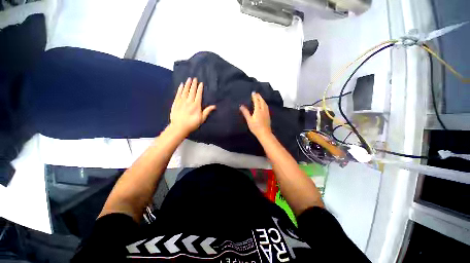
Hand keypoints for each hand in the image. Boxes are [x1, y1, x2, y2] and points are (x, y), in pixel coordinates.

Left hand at [170, 77, 215, 136]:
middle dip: (194, 84)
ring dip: (187, 84)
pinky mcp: (175, 103)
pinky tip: (181, 85)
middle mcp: (189, 101)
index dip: (200, 88)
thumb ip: (207, 111)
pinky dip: (180, 89)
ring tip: (189, 79)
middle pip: (192, 91)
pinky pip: (178, 94)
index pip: (198, 95)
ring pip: (185, 91)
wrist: (179, 127)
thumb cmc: (192, 124)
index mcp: (196, 105)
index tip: (201, 83)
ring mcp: (181, 101)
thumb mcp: (202, 119)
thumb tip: (214, 106)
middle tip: (195, 78)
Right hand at [240, 92, 271, 138]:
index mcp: (258, 110)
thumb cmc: (255, 127)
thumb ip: (245, 112)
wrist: (264, 133)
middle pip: (262, 101)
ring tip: (260, 97)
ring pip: (265, 103)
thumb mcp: (249, 120)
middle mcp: (263, 110)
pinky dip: (264, 103)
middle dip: (259, 96)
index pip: (256, 101)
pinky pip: (266, 106)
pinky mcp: (268, 115)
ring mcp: (266, 112)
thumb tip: (241, 106)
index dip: (255, 96)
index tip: (253, 92)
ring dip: (262, 99)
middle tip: (256, 93)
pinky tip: (264, 104)